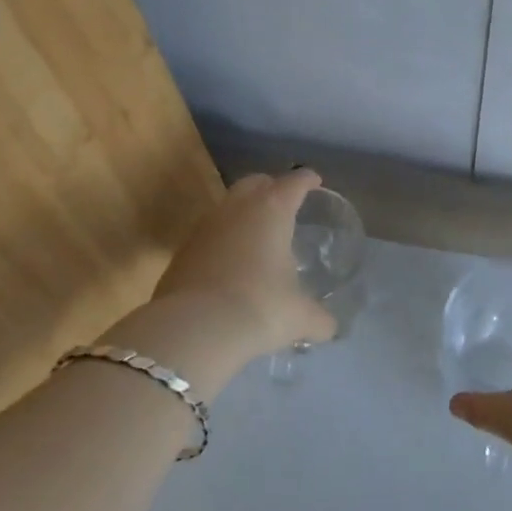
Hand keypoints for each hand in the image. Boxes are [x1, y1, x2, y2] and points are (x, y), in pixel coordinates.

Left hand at [147, 170, 338, 361]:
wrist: (193, 330)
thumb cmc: (259, 309)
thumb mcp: (299, 317)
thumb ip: (319, 319)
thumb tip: (329, 328)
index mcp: (272, 211)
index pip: (294, 182)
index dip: (306, 179)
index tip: (314, 181)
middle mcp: (236, 209)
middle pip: (255, 182)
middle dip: (271, 186)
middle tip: (284, 201)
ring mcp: (204, 227)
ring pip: (227, 206)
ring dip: (243, 213)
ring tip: (257, 233)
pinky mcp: (181, 251)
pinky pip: (209, 234)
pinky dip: (223, 239)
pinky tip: (231, 262)